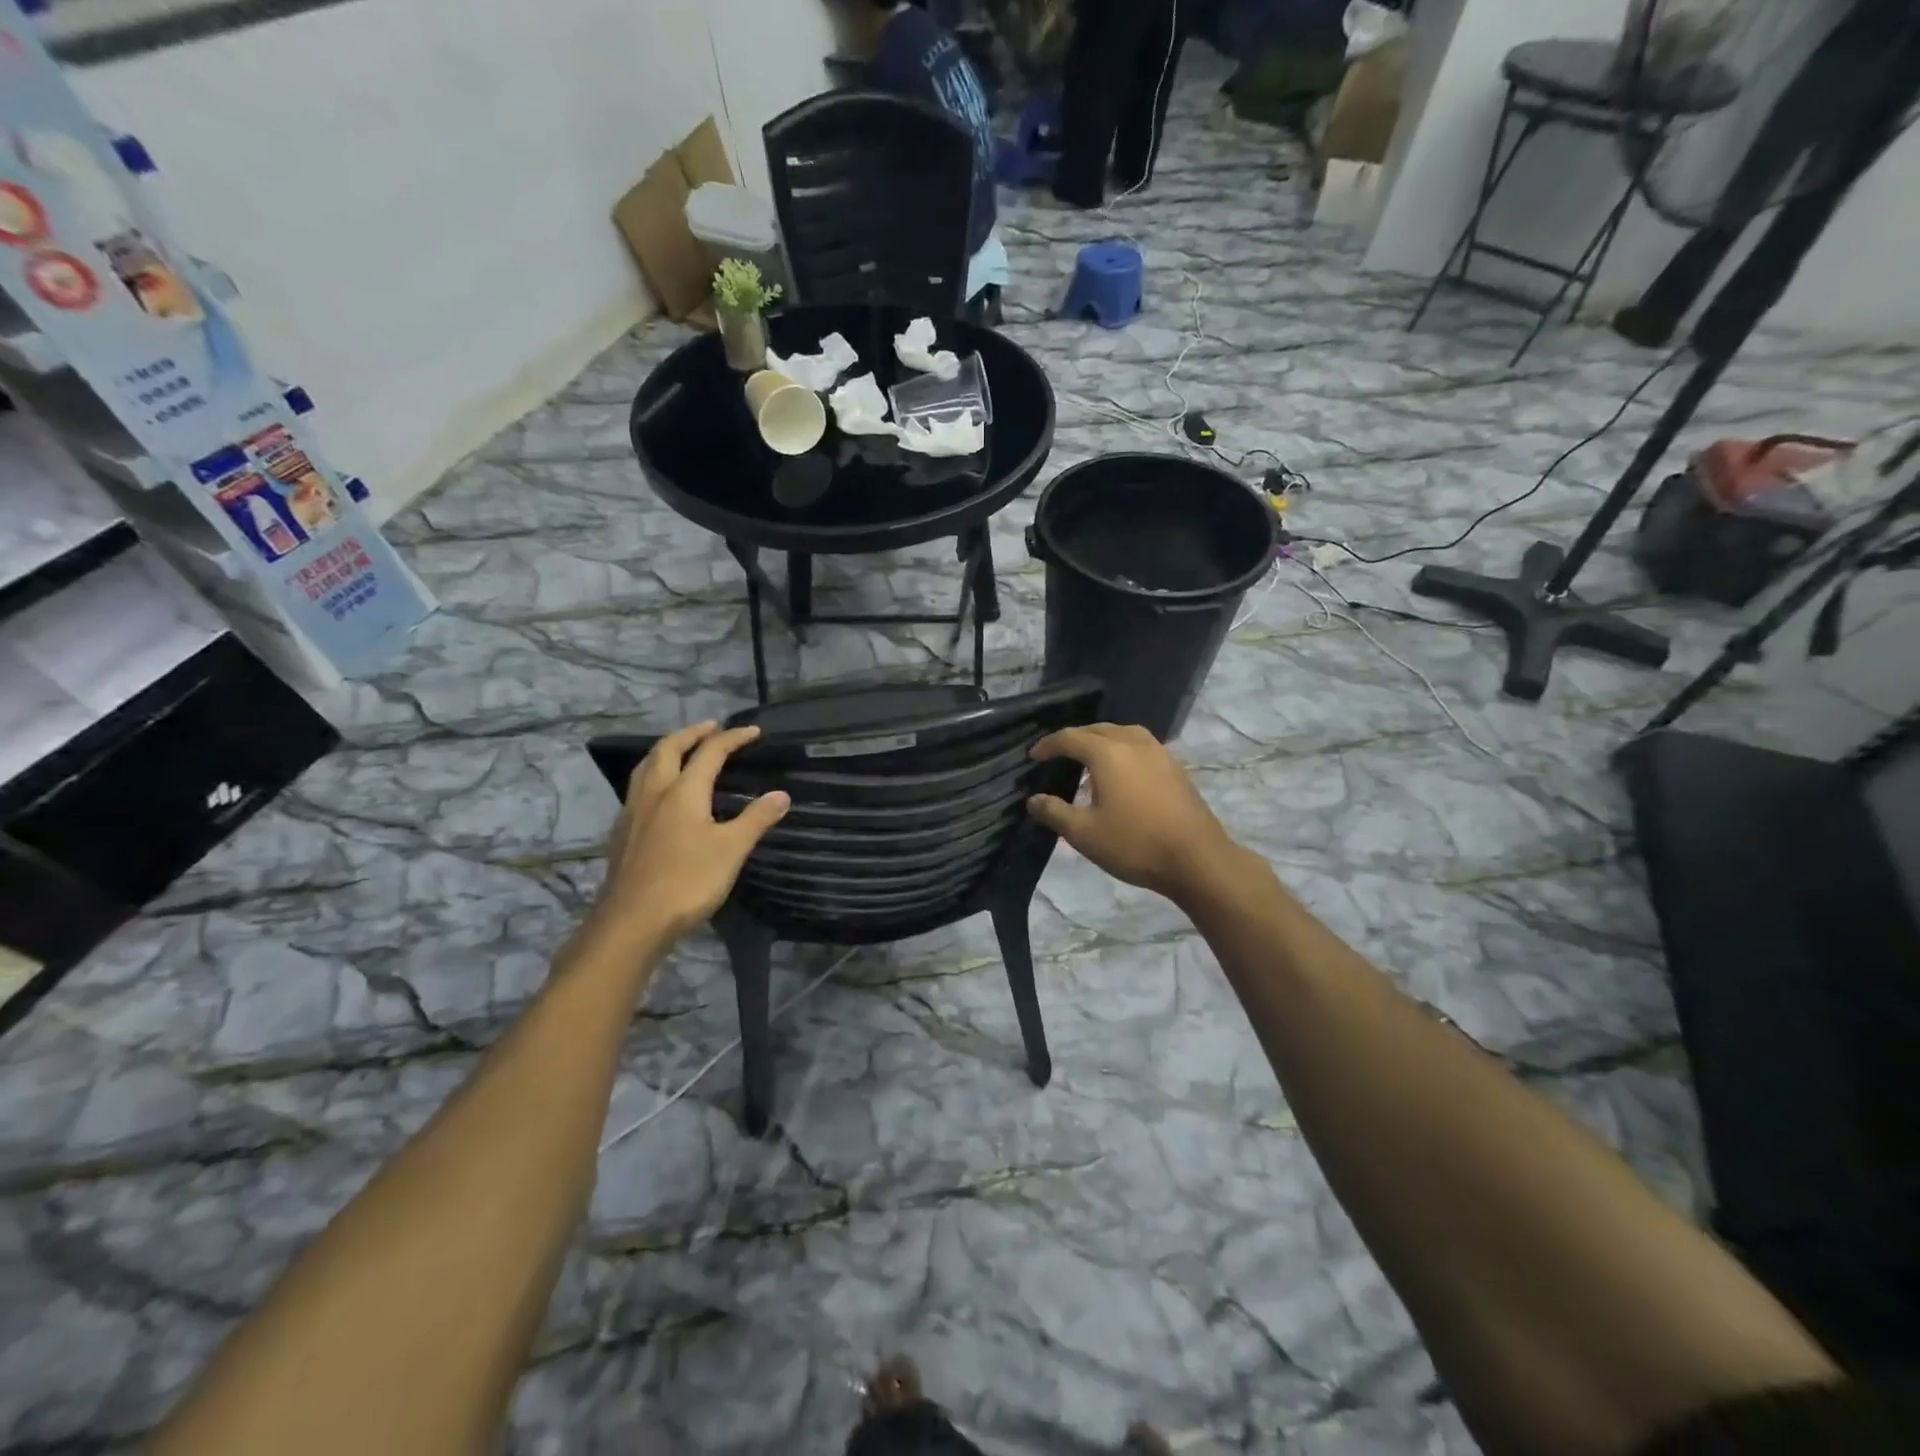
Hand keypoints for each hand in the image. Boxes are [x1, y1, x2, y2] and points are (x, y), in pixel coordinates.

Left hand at [591, 722, 788, 945]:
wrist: (632, 921)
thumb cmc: (687, 881)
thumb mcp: (731, 850)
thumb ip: (756, 819)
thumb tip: (781, 794)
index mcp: (683, 791)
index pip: (710, 752)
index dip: (733, 738)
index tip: (753, 731)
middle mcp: (655, 792)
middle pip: (669, 749)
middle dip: (692, 733)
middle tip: (711, 727)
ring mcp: (634, 812)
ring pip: (647, 766)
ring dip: (667, 750)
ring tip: (682, 749)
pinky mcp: (623, 833)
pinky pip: (638, 787)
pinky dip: (654, 774)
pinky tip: (660, 793)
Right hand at [1026, 724, 1242, 906]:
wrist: (1197, 859)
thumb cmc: (1134, 844)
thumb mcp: (1084, 834)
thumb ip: (1054, 813)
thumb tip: (1034, 800)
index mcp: (1107, 753)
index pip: (1070, 738)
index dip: (1048, 745)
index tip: (1033, 756)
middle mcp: (1133, 742)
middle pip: (1097, 730)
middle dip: (1074, 739)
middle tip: (1057, 756)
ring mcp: (1159, 752)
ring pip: (1122, 734)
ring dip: (1101, 741)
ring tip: (1088, 759)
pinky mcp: (1174, 767)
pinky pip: (1140, 746)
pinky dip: (1122, 750)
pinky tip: (1120, 773)